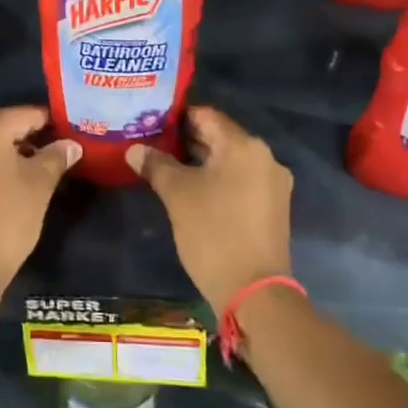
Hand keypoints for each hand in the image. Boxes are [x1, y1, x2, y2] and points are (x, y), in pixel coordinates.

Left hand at [0, 105, 79, 296]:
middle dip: (29, 138)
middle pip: (2, 127)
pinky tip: (8, 185)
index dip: (49, 123)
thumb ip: (56, 157)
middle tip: (55, 154)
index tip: (68, 134)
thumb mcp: (39, 185)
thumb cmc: (5, 219)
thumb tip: (71, 144)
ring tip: (35, 172)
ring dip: (9, 154)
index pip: (25, 114)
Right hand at [128, 106, 293, 309]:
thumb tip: (134, 149)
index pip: (206, 115)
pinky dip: (216, 180)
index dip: (176, 117)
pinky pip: (239, 180)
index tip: (150, 123)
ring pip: (229, 160)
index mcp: (244, 146)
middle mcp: (265, 157)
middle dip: (186, 140)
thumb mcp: (177, 194)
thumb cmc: (213, 232)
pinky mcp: (272, 208)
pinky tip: (192, 191)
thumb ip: (155, 164)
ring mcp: (272, 184)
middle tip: (152, 145)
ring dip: (200, 161)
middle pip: (219, 136)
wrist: (254, 292)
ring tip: (166, 167)